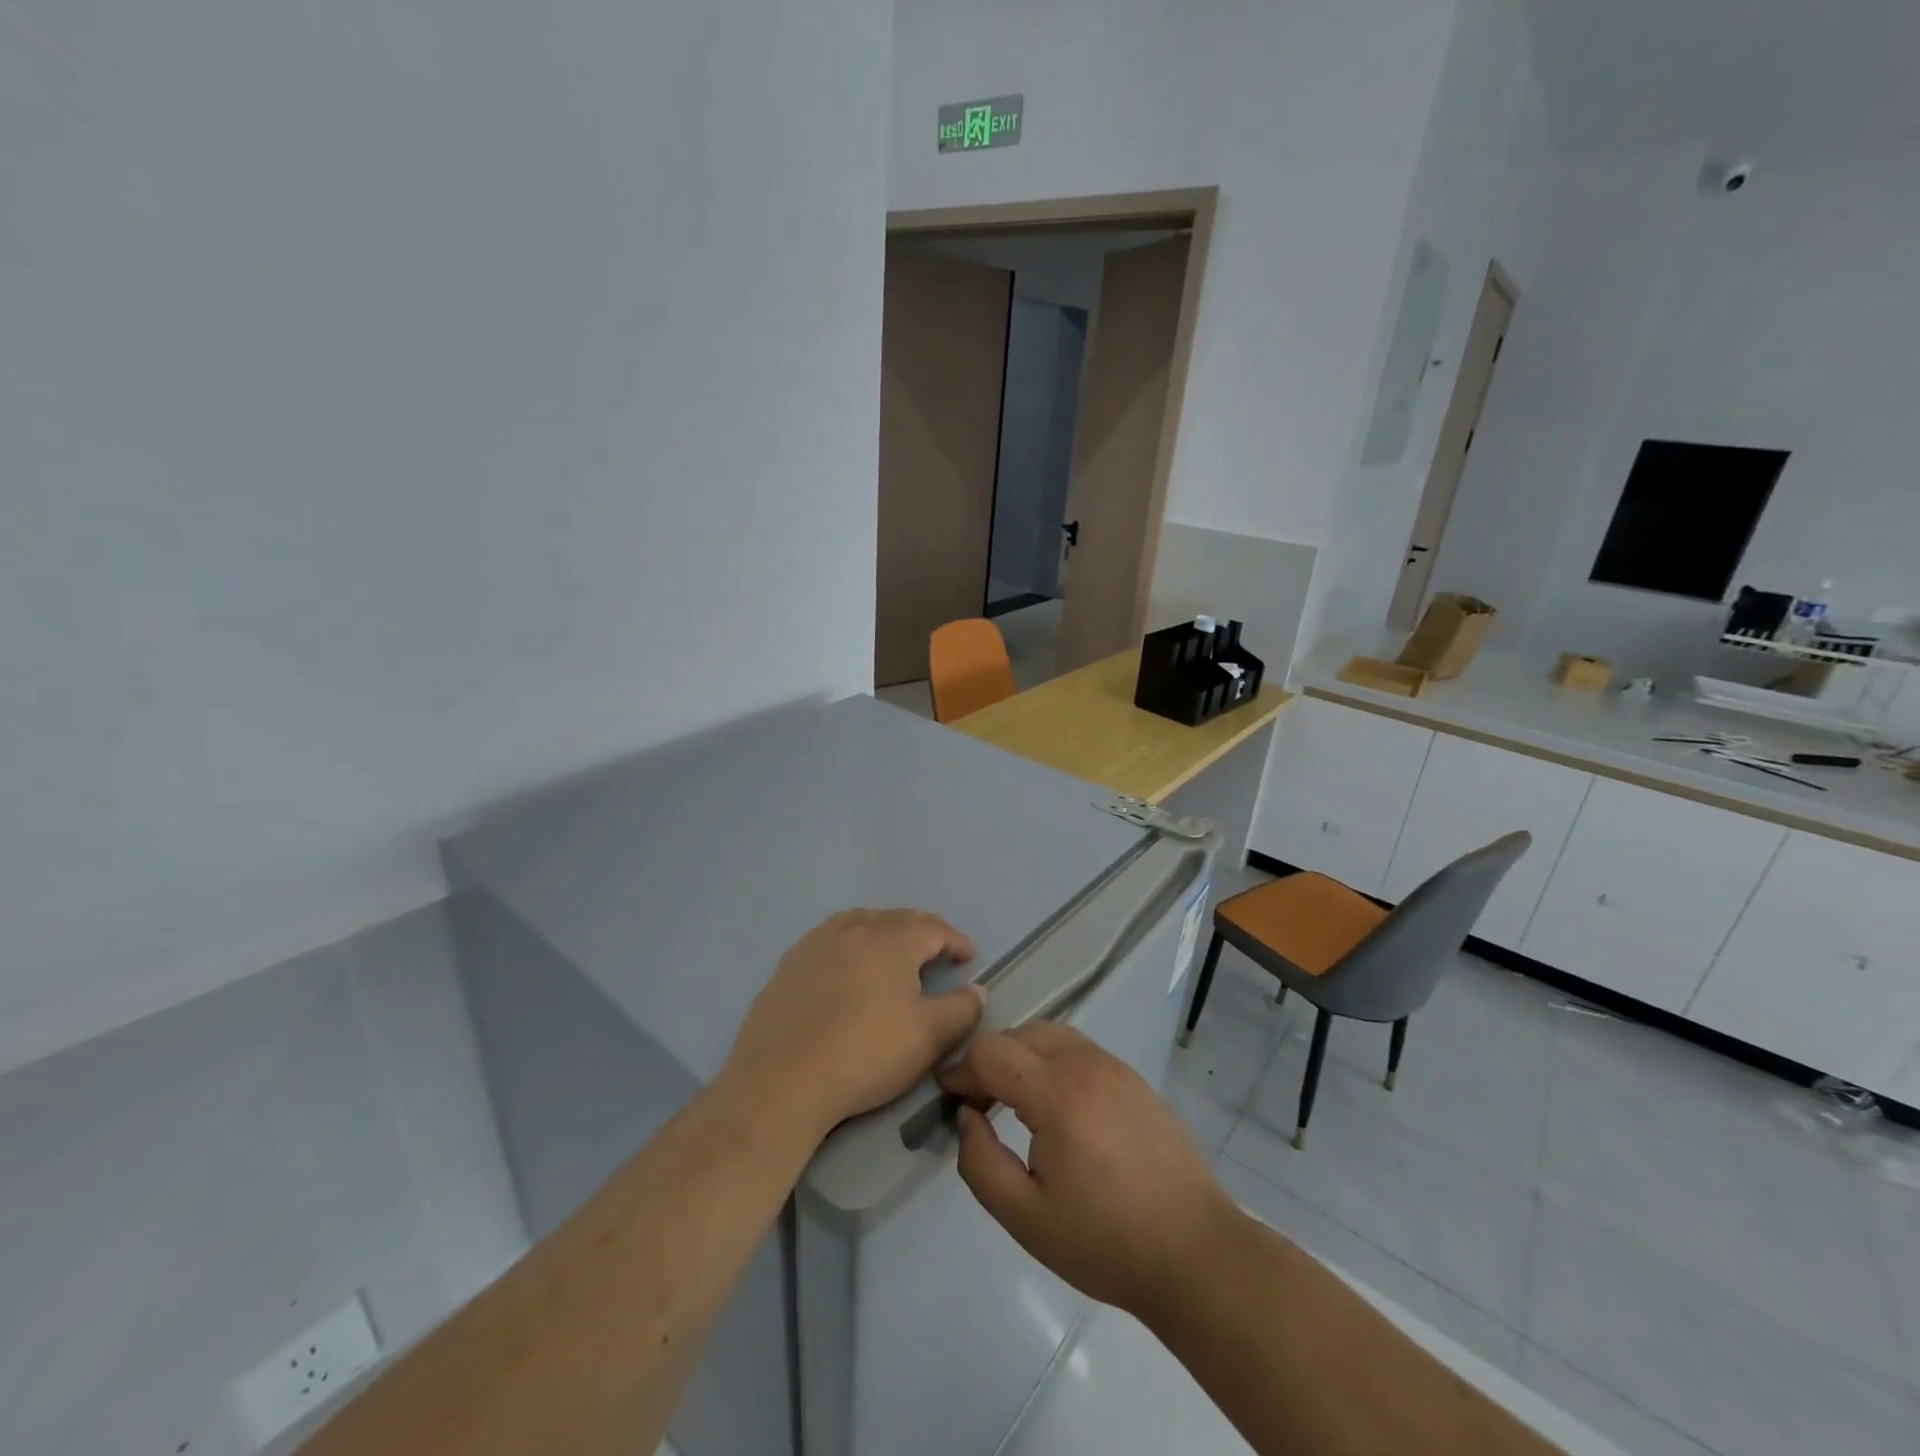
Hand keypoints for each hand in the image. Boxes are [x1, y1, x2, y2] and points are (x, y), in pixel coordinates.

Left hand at [726, 909, 983, 1137]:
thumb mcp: (928, 1037)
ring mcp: (816, 942)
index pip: (933, 928)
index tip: (968, 957)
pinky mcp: (789, 963)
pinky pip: (831, 940)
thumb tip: (975, 991)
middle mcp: (853, 928)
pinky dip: (852, 945)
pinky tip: (848, 969)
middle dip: (923, 932)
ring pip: (861, 923)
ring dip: (885, 933)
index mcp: (890, 940)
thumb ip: (961, 1010)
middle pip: (897, 919)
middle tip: (938, 951)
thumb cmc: (865, 1054)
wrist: (781, 1081)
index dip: (956, 941)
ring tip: (895, 953)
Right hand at [940, 1024, 1237, 1323]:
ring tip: (1014, 1102)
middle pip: (1019, 1034)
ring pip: (1050, 1035)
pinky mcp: (1134, 1078)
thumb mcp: (1025, 1218)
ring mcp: (1115, 1066)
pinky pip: (1079, 1049)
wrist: (1195, 1253)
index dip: (962, 1071)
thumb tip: (967, 1117)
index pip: (991, 1051)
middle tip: (980, 1105)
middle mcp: (1086, 1064)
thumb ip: (980, 1163)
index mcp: (1057, 1093)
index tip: (951, 1100)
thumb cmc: (1106, 1242)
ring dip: (1022, 1056)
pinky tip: (1056, 1105)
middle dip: (990, 1061)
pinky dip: (1053, 1061)